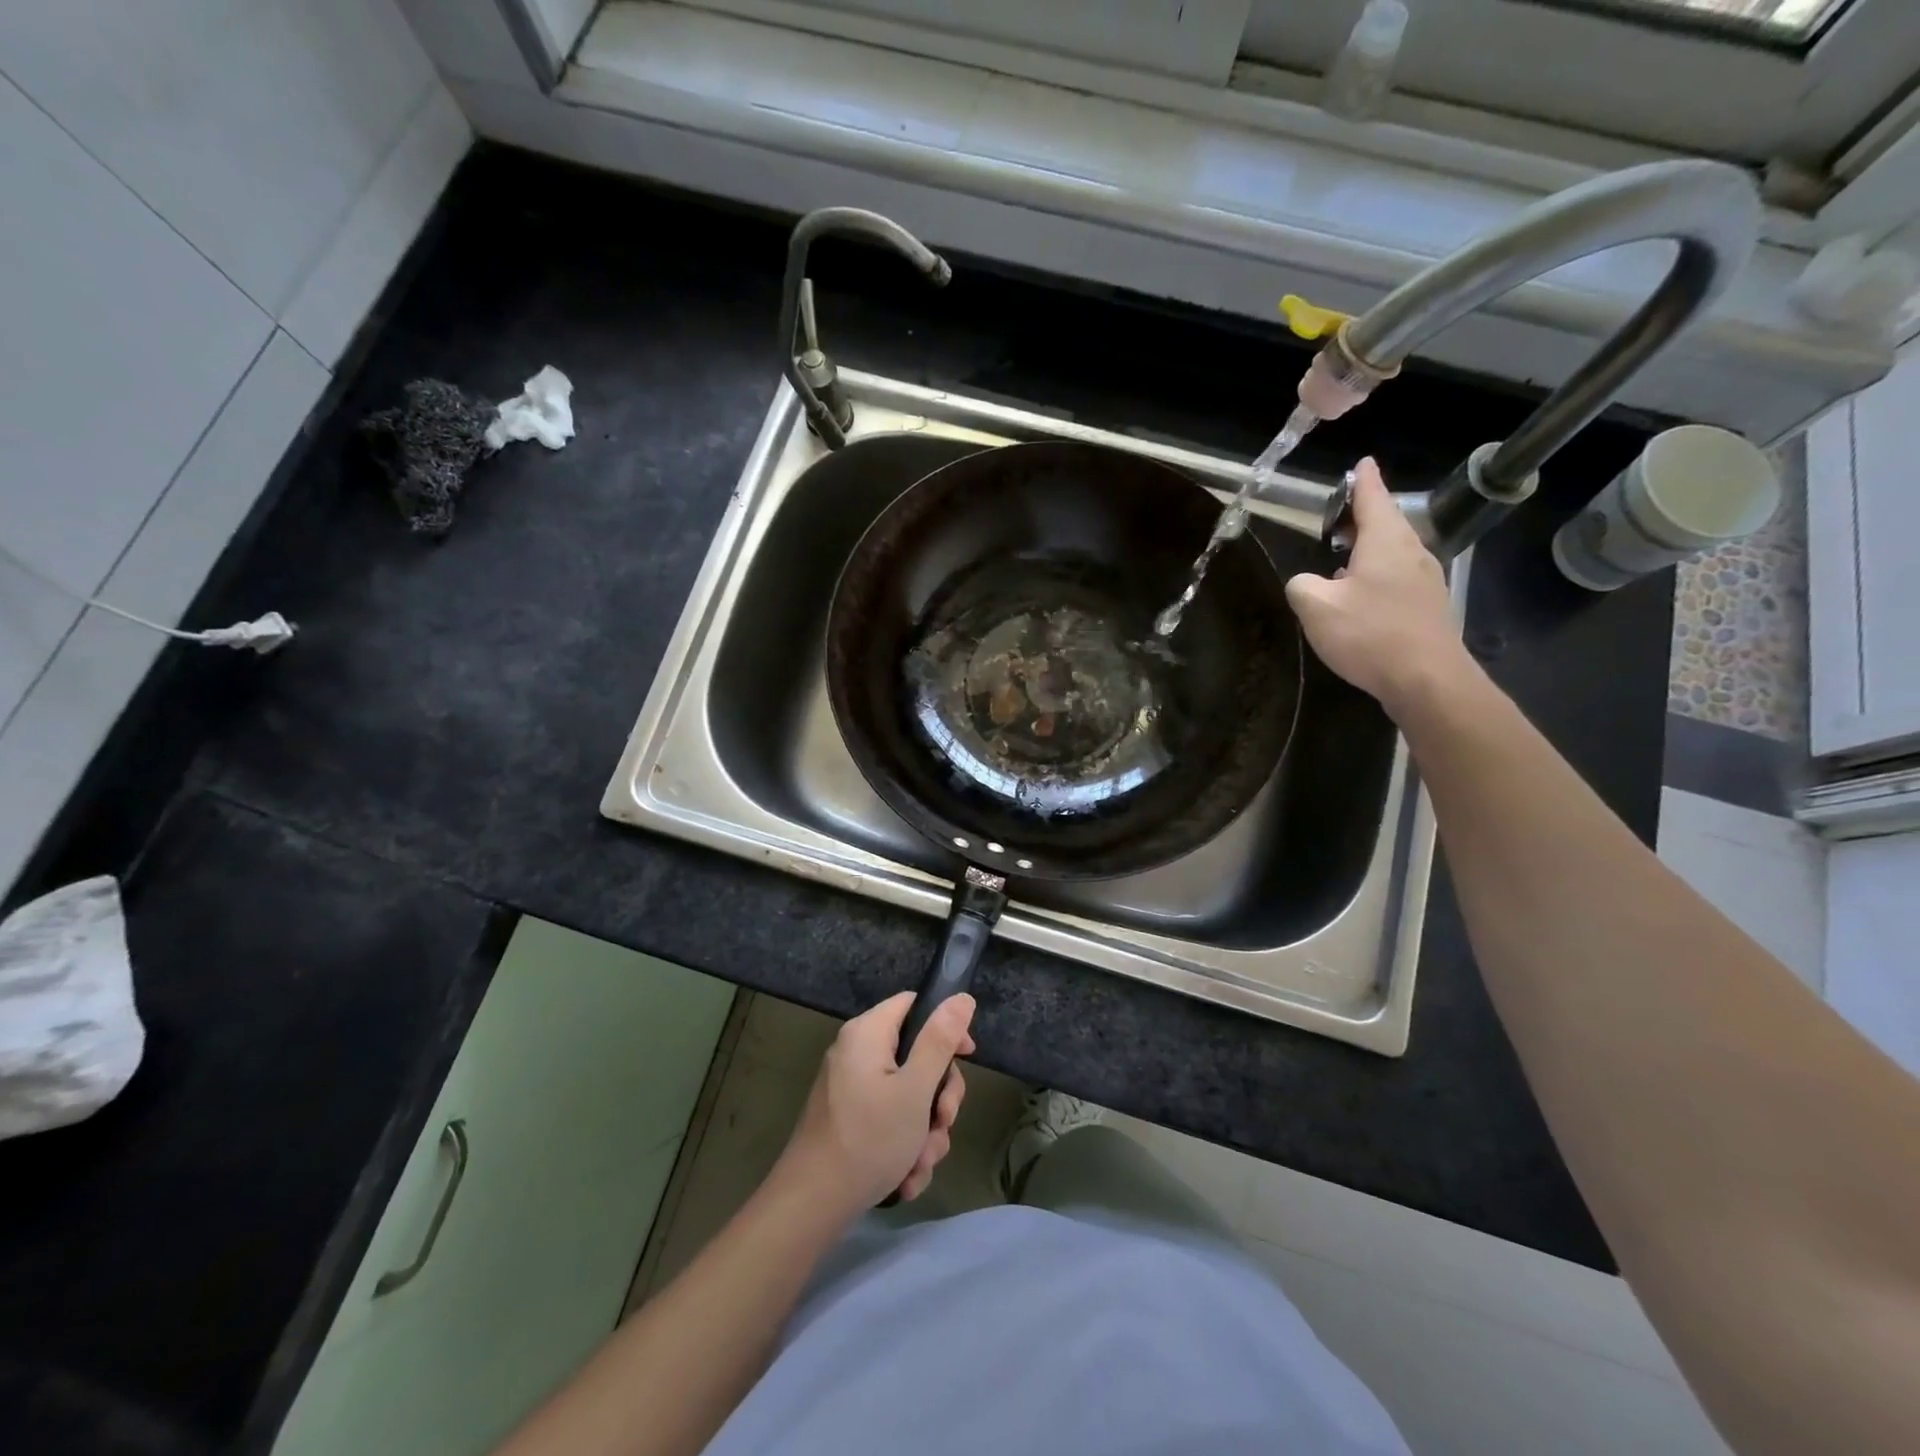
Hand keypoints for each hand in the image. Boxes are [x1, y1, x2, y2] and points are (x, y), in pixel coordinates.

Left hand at [775, 992, 976, 1218]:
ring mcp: (852, 1088)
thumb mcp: (915, 1089)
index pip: (915, 1005)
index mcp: (867, 1033)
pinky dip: (904, 1146)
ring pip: (908, 1096)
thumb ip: (940, 1041)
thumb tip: (962, 997)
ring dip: (924, 1131)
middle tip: (943, 1124)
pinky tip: (906, 1178)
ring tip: (920, 1162)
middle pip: (917, 1055)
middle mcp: (857, 1053)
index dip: (946, 1026)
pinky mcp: (850, 1120)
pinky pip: (890, 1120)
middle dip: (937, 1097)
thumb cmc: (868, 1139)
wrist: (811, 1206)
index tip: (967, 1058)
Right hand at [1285, 458, 1475, 714]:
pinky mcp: (1427, 607)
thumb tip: (1307, 582)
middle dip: (1363, 516)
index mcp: (1385, 541)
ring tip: (1342, 558)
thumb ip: (1303, 585)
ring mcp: (1424, 580)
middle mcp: (1411, 552)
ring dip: (1369, 549)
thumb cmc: (1369, 634)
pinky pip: (1398, 577)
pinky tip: (1360, 597)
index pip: (1373, 498)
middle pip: (1387, 523)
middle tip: (1339, 517)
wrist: (1426, 679)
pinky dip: (1378, 574)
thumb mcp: (1316, 607)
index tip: (1361, 463)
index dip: (1363, 481)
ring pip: (1393, 551)